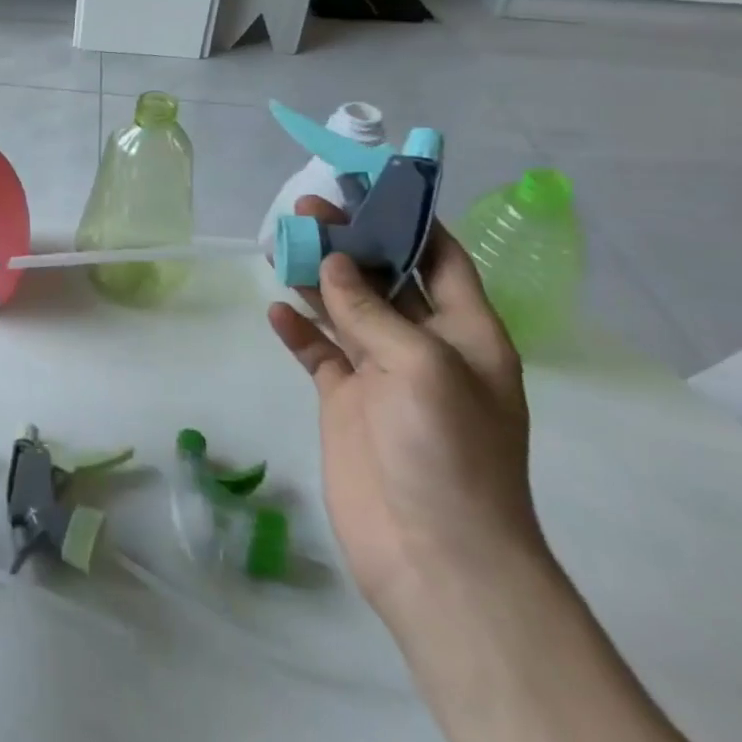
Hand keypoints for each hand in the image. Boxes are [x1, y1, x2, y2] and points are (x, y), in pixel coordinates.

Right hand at [268, 197, 544, 628]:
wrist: (435, 555)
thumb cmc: (447, 452)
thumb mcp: (420, 366)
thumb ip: (372, 310)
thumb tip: (333, 264)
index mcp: (465, 333)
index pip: (441, 258)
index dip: (410, 220)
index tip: (370, 186)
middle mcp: (424, 346)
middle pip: (384, 278)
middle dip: (350, 242)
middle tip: (305, 208)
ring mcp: (381, 375)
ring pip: (344, 310)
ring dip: (316, 279)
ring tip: (278, 245)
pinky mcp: (346, 402)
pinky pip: (319, 353)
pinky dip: (298, 331)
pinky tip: (275, 312)